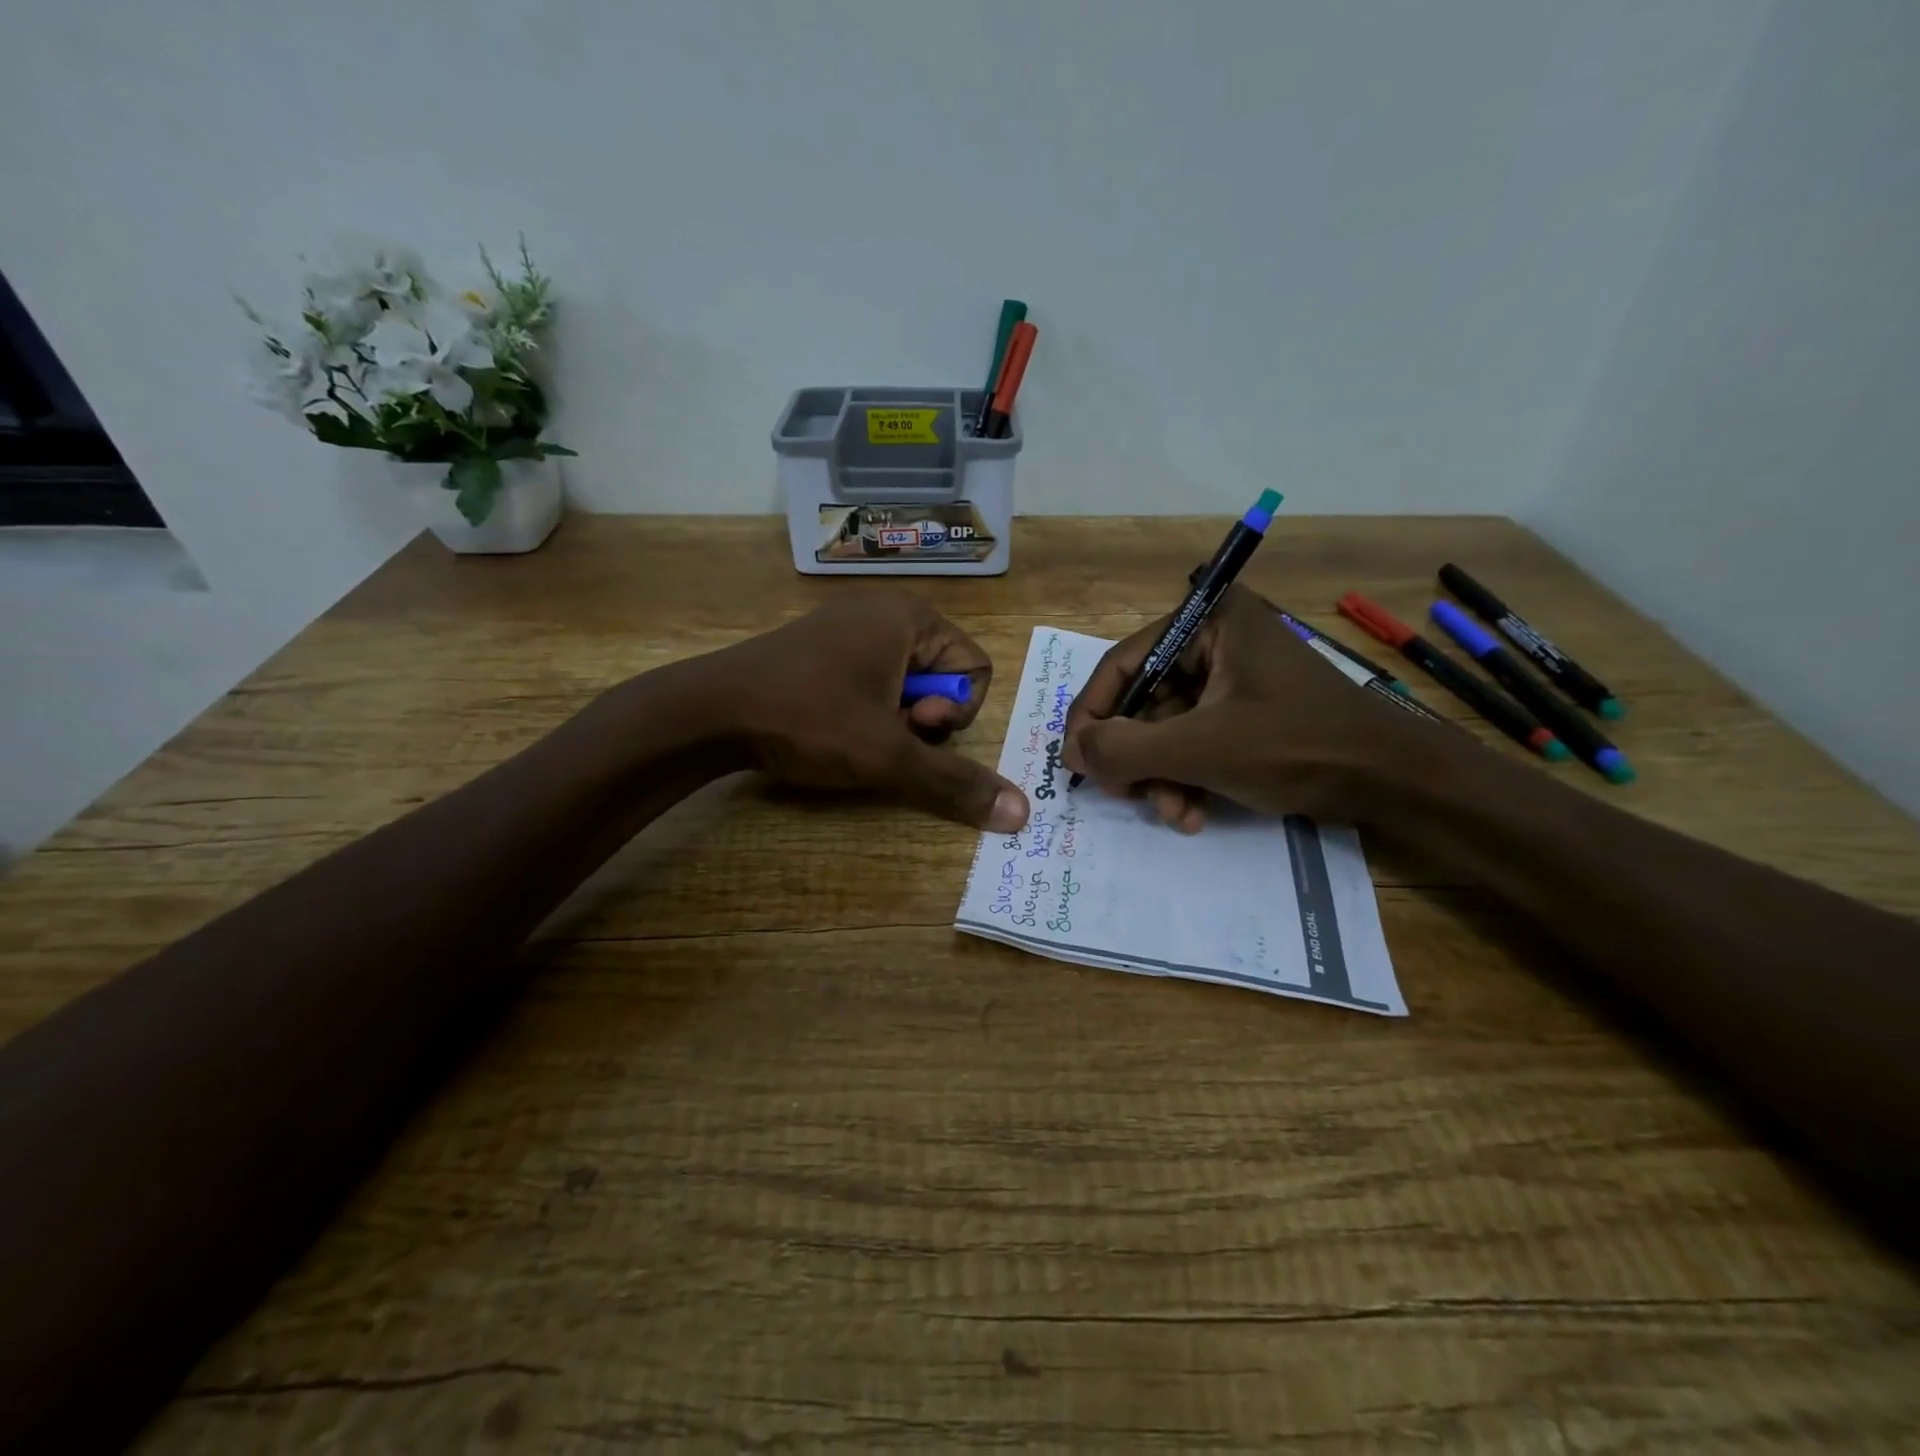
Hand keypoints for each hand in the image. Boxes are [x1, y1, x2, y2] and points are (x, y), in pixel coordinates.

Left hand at [691, 589, 1028, 832]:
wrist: (707, 710)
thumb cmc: (808, 719)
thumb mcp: (888, 755)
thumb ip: (955, 783)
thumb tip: (1021, 814)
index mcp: (911, 616)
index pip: (976, 670)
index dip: (953, 712)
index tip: (911, 726)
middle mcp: (884, 611)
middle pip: (942, 677)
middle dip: (922, 719)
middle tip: (883, 736)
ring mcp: (847, 627)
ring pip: (906, 685)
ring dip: (894, 722)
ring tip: (854, 736)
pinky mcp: (820, 648)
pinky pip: (871, 681)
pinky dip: (866, 712)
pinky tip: (832, 728)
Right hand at [1062, 585, 1425, 829]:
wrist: (1394, 780)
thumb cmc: (1297, 746)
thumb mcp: (1202, 748)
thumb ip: (1125, 749)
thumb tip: (1070, 752)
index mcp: (1208, 621)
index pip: (1123, 664)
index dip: (1091, 715)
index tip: (1074, 762)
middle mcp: (1215, 638)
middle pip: (1144, 701)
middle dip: (1137, 758)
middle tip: (1127, 797)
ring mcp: (1232, 676)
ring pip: (1166, 728)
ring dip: (1162, 776)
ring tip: (1177, 814)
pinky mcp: (1245, 709)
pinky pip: (1193, 739)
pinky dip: (1186, 776)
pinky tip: (1195, 812)